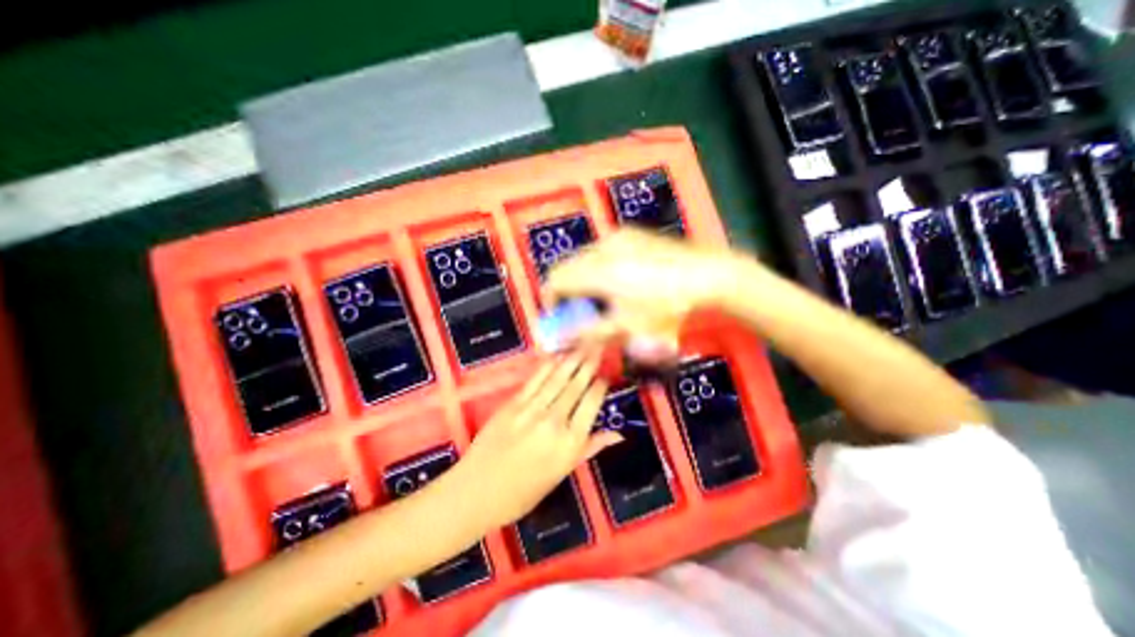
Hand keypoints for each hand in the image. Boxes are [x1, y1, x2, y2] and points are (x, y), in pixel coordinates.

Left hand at [455, 347, 623, 527]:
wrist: (477, 491)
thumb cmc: (523, 492)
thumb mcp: (561, 474)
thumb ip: (589, 448)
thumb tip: (617, 434)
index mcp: (570, 442)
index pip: (591, 404)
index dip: (600, 386)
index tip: (606, 374)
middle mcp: (554, 421)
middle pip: (576, 385)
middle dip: (589, 363)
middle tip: (599, 346)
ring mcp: (532, 409)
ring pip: (558, 378)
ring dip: (573, 359)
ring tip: (584, 344)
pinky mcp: (513, 403)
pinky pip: (536, 379)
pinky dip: (548, 366)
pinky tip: (558, 355)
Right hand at [544, 228, 751, 360]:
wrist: (707, 276)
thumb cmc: (666, 306)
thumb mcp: (627, 327)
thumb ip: (589, 333)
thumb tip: (562, 339)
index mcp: (598, 270)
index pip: (555, 280)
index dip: (551, 300)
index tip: (560, 318)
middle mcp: (602, 247)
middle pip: (567, 268)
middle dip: (568, 292)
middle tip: (583, 312)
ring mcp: (617, 236)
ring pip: (584, 258)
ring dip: (583, 280)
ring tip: (603, 298)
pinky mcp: (630, 233)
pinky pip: (601, 251)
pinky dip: (598, 268)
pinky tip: (619, 281)